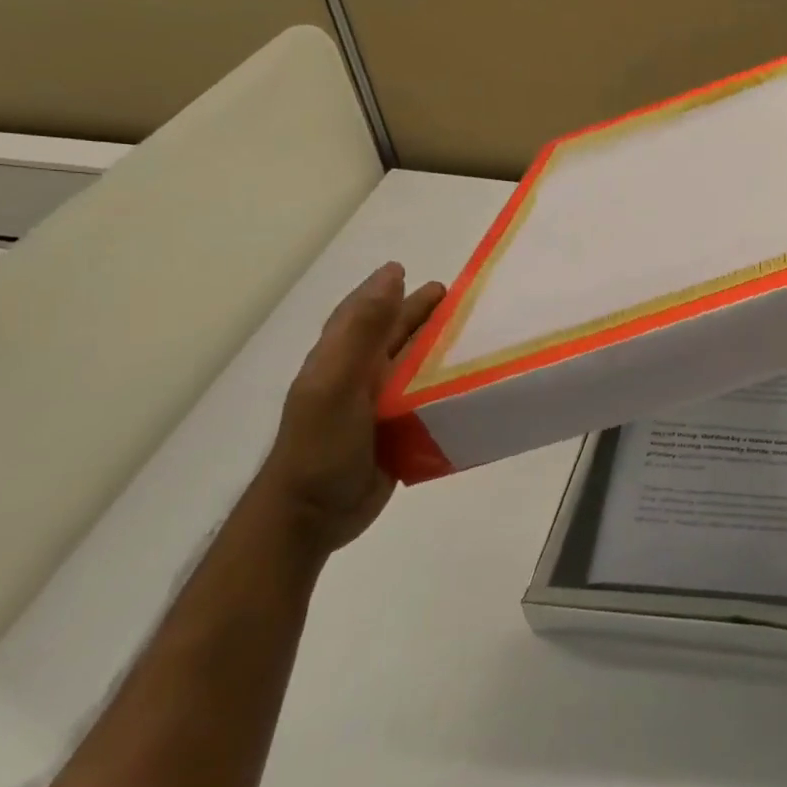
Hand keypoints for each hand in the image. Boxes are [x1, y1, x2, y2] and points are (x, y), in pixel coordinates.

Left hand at [256, 263, 444, 555]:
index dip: (382, 290)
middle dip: (419, 314)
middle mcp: (358, 377)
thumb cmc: (323, 444)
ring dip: (438, 348)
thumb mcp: (338, 382)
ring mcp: (378, 406)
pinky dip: (446, 386)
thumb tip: (392, 276)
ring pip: (414, 366)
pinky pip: (426, 399)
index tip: (408, 271)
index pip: (362, 312)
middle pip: (393, 336)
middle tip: (456, 299)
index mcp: (339, 359)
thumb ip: (364, 332)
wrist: (314, 515)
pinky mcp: (398, 431)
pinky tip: (472, 383)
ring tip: (472, 334)